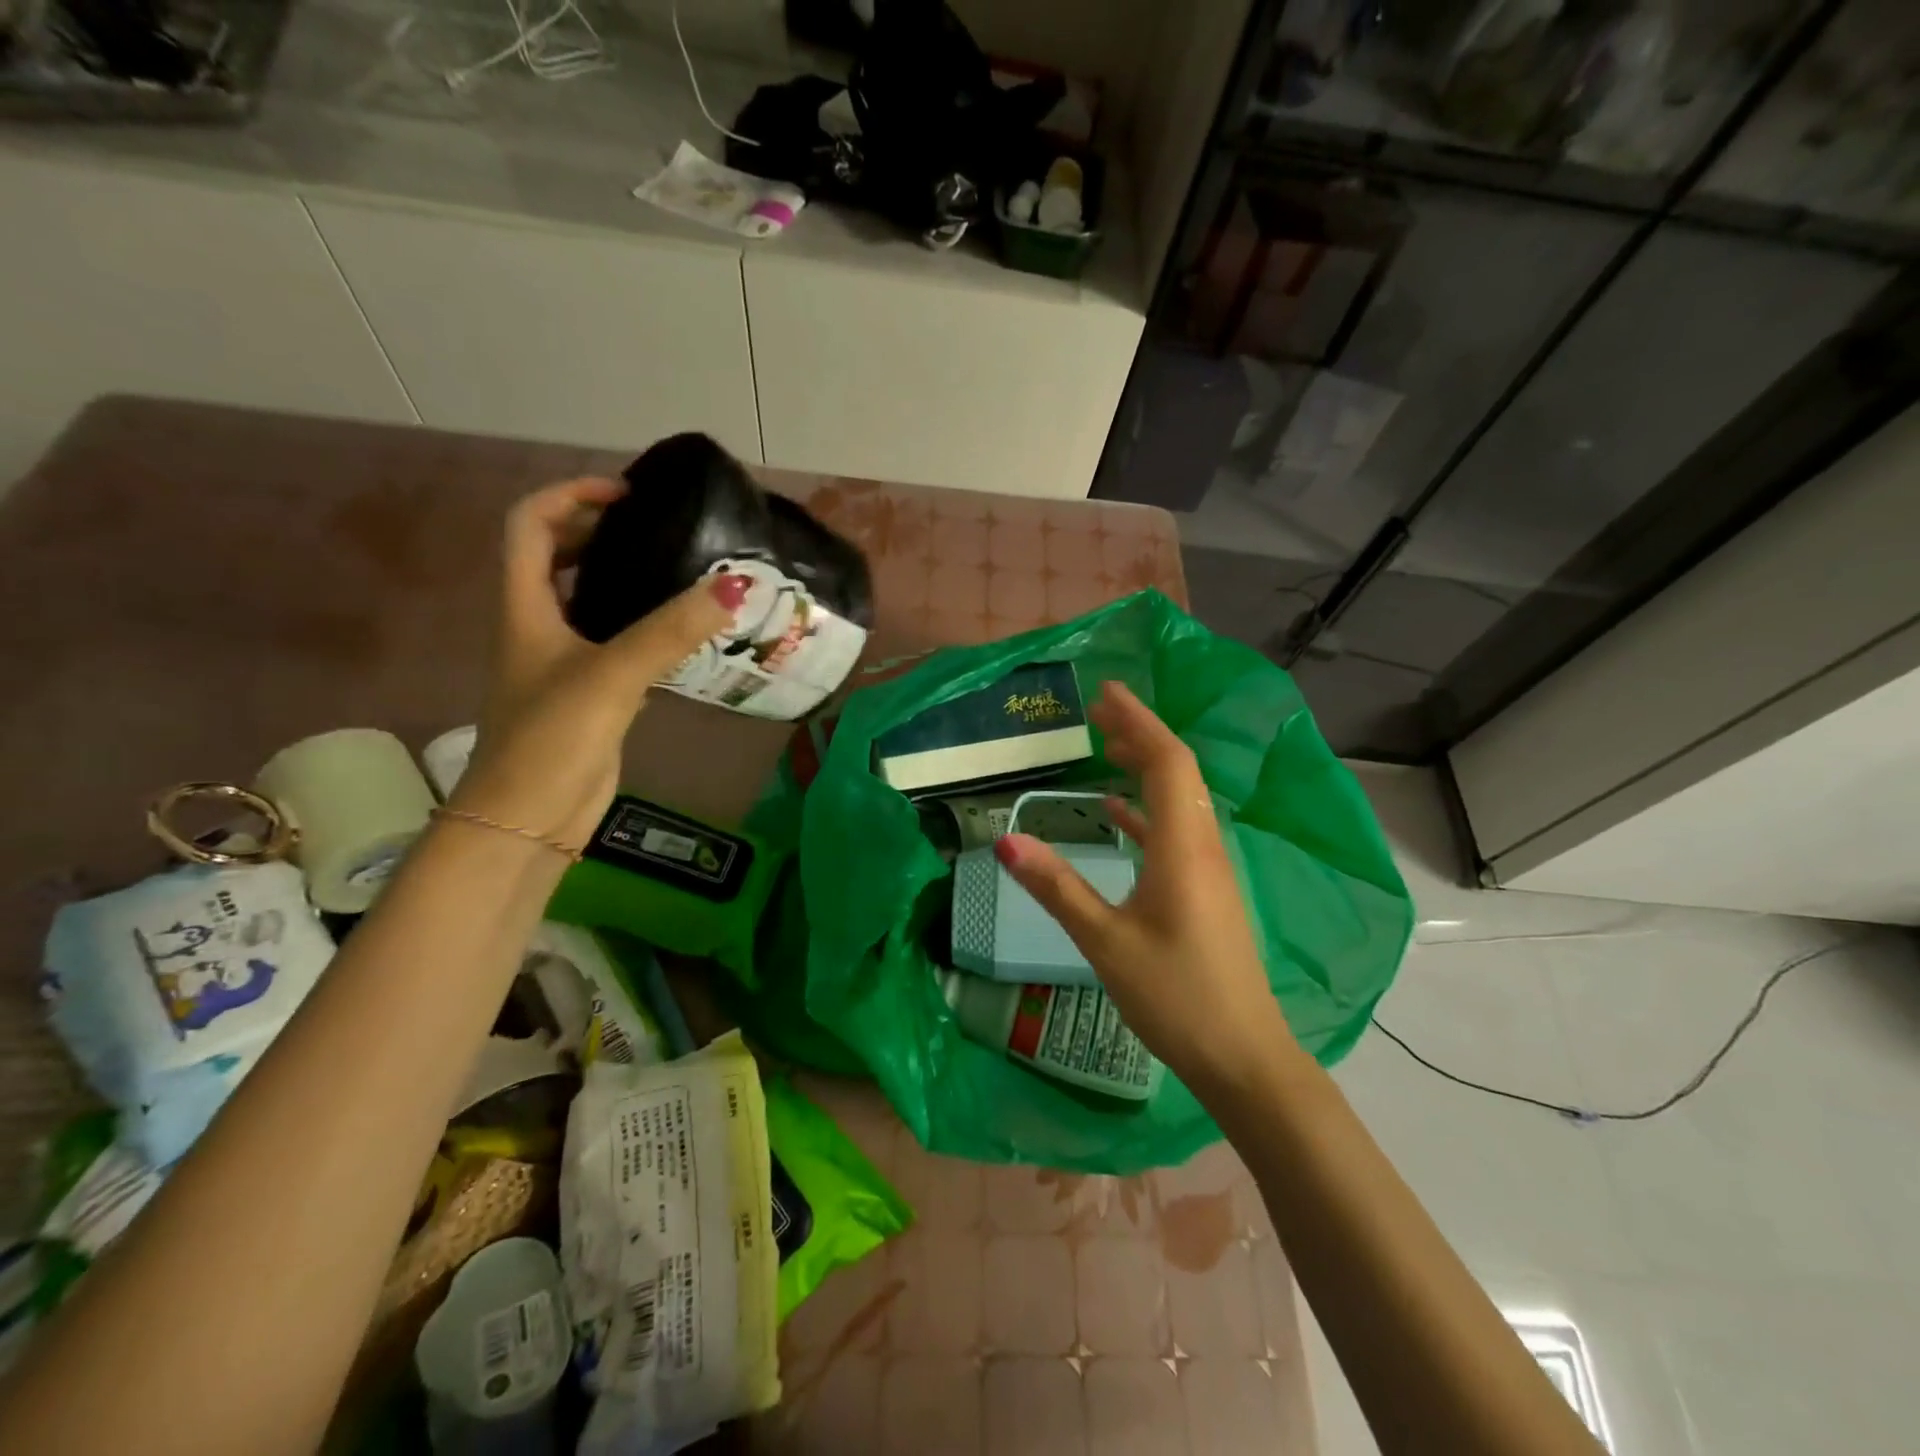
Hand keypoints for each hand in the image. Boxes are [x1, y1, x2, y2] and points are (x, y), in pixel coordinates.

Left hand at [450, 478, 746, 849]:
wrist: (529, 821)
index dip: (570, 495)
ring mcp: (565, 664)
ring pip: (591, 602)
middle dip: (601, 532)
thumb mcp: (610, 676)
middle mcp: (539, 627)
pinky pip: (619, 644)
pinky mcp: (592, 696)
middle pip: (557, 557)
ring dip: (626, 580)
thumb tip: (734, 586)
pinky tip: (685, 633)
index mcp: (525, 608)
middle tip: (661, 530)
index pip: (529, 525)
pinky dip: (646, 628)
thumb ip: (671, 631)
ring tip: (681, 571)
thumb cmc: (551, 740)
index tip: (627, 494)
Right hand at [995, 681, 1297, 1091]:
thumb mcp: (1105, 941)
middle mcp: (1202, 845)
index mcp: (1183, 846)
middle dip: (1140, 734)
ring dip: (1145, 768)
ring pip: (1179, 799)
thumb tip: (1006, 840)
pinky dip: (1147, 810)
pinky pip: (1176, 831)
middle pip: (1176, 771)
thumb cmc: (1174, 996)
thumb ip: (1056, 887)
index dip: (1139, 721)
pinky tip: (1117, 812)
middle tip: (1097, 712)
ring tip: (1105, 747)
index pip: (1167, 762)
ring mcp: (1208, 869)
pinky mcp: (1205, 890)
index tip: (1107, 693)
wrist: (1243, 1056)